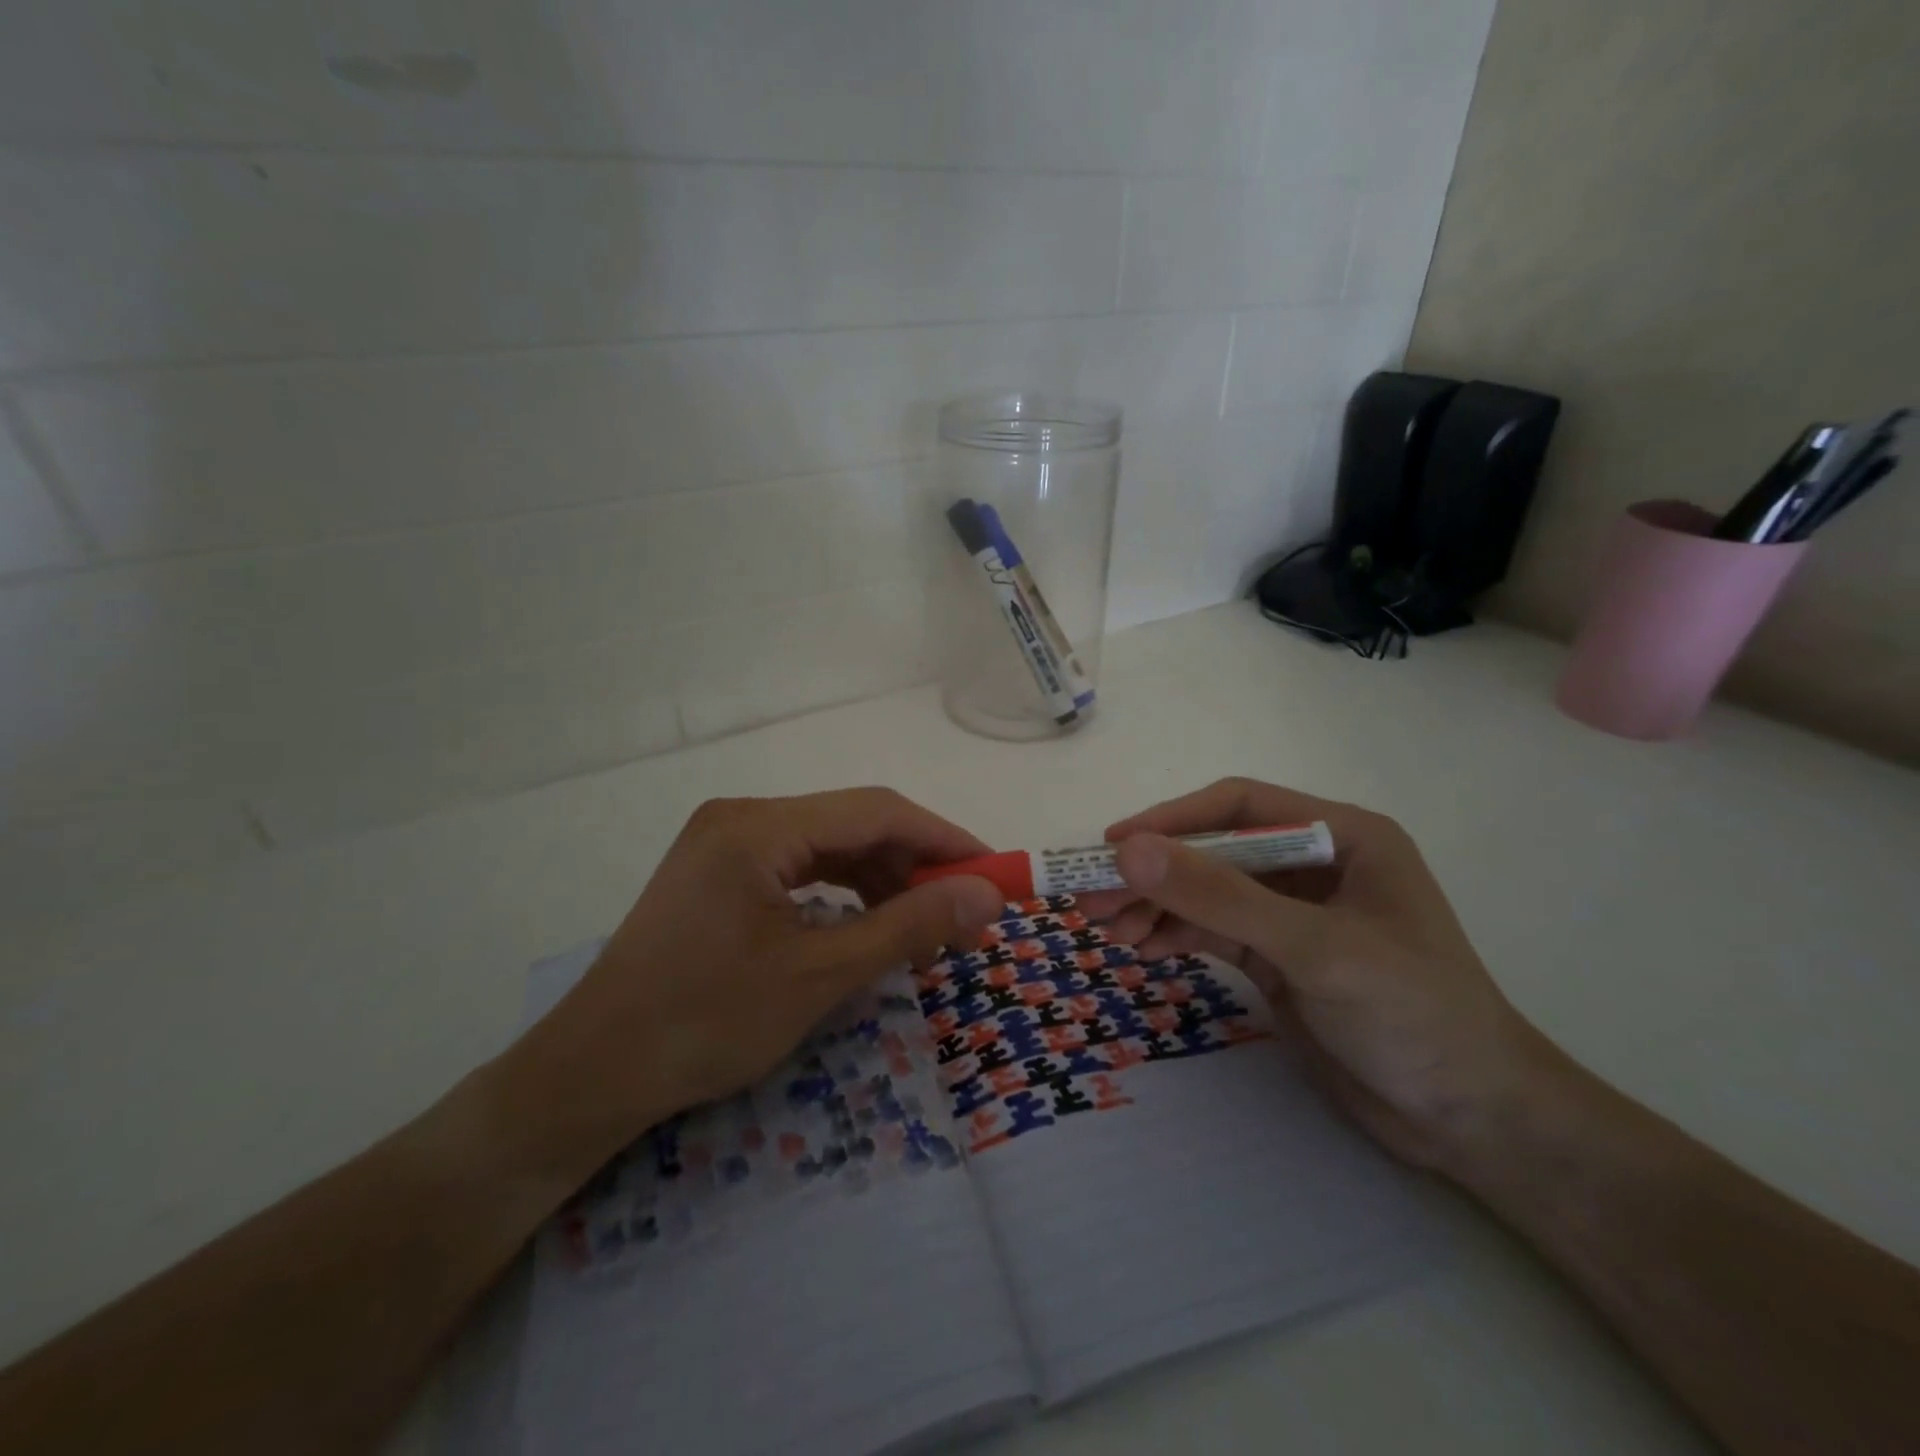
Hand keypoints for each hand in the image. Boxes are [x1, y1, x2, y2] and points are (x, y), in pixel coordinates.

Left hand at [503, 789, 1003, 1174]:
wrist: (591, 1075)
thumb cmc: (705, 1023)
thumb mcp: (819, 975)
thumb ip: (909, 925)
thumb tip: (988, 896)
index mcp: (759, 825)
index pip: (876, 811)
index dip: (944, 839)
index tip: (995, 875)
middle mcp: (743, 817)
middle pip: (854, 825)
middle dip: (916, 866)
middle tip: (965, 918)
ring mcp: (727, 844)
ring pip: (830, 847)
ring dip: (884, 882)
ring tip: (924, 931)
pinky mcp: (721, 874)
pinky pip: (802, 869)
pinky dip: (845, 894)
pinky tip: (870, 925)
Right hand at [1081, 778, 1550, 1169]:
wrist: (1473, 1123)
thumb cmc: (1413, 1016)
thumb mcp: (1314, 948)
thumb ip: (1220, 896)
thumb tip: (1129, 850)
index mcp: (1341, 835)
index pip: (1239, 806)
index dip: (1172, 820)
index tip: (1113, 846)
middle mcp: (1313, 864)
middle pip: (1214, 851)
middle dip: (1155, 873)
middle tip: (1092, 896)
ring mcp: (1293, 913)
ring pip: (1207, 892)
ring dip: (1156, 906)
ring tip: (1107, 929)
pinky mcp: (1279, 956)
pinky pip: (1213, 930)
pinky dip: (1174, 934)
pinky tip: (1139, 947)